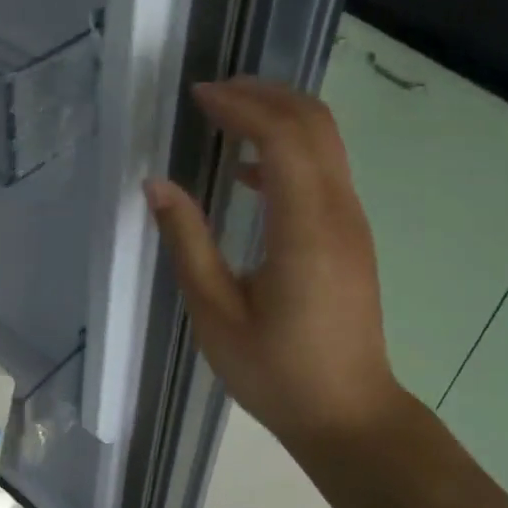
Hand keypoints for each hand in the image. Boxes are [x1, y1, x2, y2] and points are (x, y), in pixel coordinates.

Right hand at [146, 77, 406, 459]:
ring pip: (325, 142)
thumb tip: (156, 185)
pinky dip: (288, 151)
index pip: (283, 138)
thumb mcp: (215, 314)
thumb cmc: (276, 372)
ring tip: (225, 114)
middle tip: (212, 92)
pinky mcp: (350, 236)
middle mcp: (338, 213)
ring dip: (278, 116)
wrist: (348, 415)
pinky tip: (246, 171)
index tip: (198, 96)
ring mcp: (351, 223)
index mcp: (305, 230)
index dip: (241, 106)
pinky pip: (323, 171)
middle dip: (265, 95)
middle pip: (314, 124)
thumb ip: (187, 242)